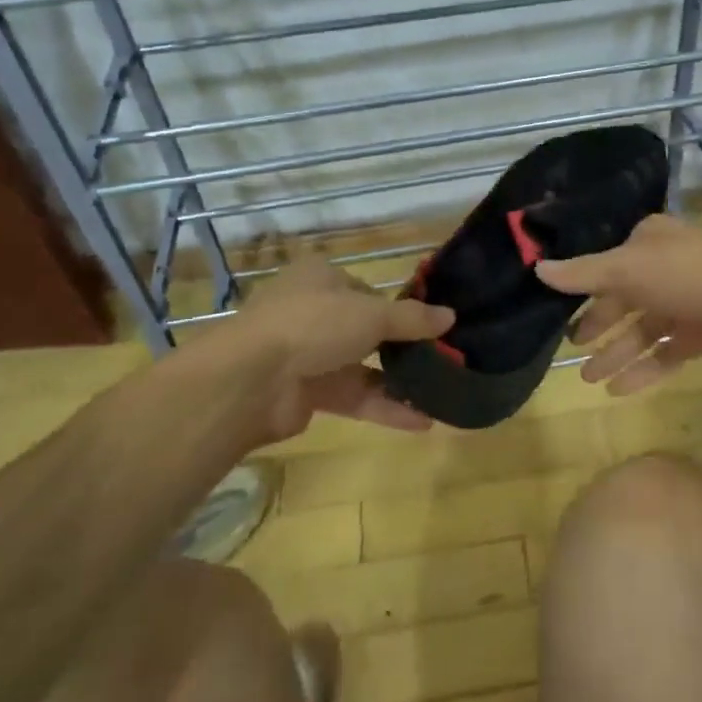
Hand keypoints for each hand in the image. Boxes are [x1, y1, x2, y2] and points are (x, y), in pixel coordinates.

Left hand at [228, 257, 453, 440]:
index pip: (366, 290)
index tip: (430, 326)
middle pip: (366, 330)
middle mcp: (313, 312)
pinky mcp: (308, 394)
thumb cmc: (313, 324)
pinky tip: (422, 422)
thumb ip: (412, 318)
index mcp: (320, 279)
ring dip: (398, 381)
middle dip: (402, 347)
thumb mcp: (371, 314)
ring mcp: (308, 355)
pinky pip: (354, 397)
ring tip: (440, 393)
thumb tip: (451, 316)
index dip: (397, 307)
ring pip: (362, 367)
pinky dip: (385, 407)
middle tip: (440, 360)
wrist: (251, 380)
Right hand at [534, 214, 701, 394]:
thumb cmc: (686, 275)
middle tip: (574, 349)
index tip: (559, 311)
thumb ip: (582, 274)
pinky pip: (667, 352)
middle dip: (600, 326)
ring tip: (590, 380)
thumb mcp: (626, 269)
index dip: (584, 288)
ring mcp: (688, 301)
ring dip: (618, 353)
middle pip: (625, 299)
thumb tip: (536, 267)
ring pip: (644, 329)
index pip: (608, 264)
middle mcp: (668, 267)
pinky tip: (619, 390)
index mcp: (650, 242)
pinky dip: (644, 369)